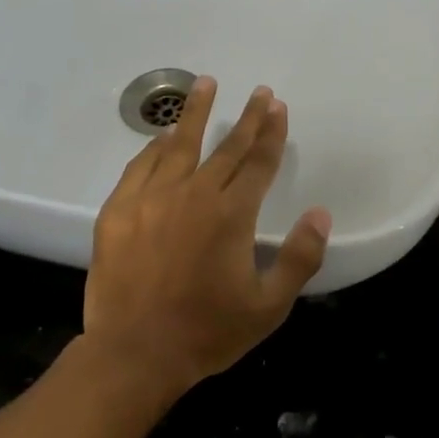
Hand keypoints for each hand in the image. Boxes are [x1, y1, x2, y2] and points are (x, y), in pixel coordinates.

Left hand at [83, 76, 331, 397]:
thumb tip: (320, 214)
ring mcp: (150, 199)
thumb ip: (300, 258)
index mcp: (231, 215)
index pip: (258, 163)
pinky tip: (162, 137)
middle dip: (246, 117)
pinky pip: (140, 167)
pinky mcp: (118, 211)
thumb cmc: (208, 332)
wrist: (135, 353)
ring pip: (177, 145)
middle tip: (258, 91)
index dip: (271, 133)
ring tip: (205, 84)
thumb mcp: (269, 306)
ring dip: (194, 113)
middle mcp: (193, 195)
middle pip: (225, 147)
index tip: (277, 106)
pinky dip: (155, 147)